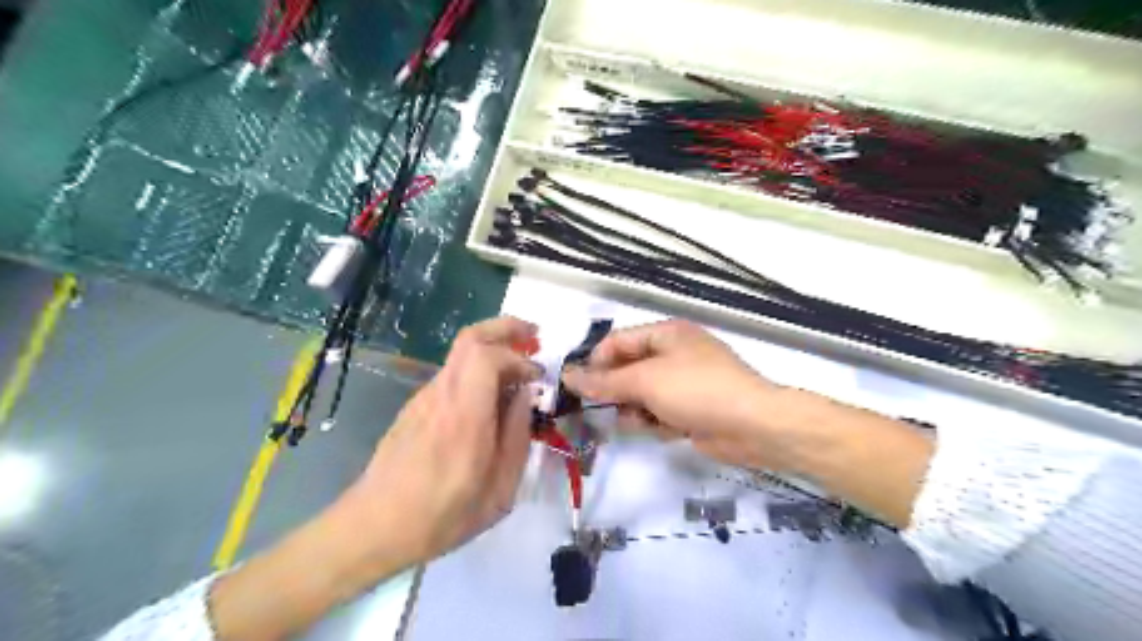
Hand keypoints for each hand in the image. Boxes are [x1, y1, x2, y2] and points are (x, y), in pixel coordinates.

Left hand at [207, 319, 542, 639]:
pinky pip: (452, 374)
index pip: (487, 355)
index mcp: (464, 416)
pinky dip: (478, 369)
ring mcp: (424, 397)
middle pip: (470, 337)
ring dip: (493, 349)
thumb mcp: (499, 490)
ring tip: (518, 370)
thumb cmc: (443, 516)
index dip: (519, 357)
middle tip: (534, 335)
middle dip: (506, 328)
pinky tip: (491, 397)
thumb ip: (517, 436)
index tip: (538, 378)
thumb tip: (526, 396)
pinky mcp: (416, 406)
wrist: (374, 527)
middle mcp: (441, 395)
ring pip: (460, 353)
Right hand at [563, 320, 937, 530]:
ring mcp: (683, 382)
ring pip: (641, 394)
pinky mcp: (691, 409)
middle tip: (599, 410)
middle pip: (628, 369)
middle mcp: (673, 353)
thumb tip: (568, 376)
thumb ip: (604, 381)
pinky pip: (659, 412)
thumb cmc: (696, 390)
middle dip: (614, 390)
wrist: (753, 426)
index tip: (578, 388)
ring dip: (633, 408)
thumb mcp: (645, 381)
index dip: (595, 363)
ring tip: (636, 420)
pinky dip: (654, 421)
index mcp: (665, 333)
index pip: (617, 342)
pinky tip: (660, 430)